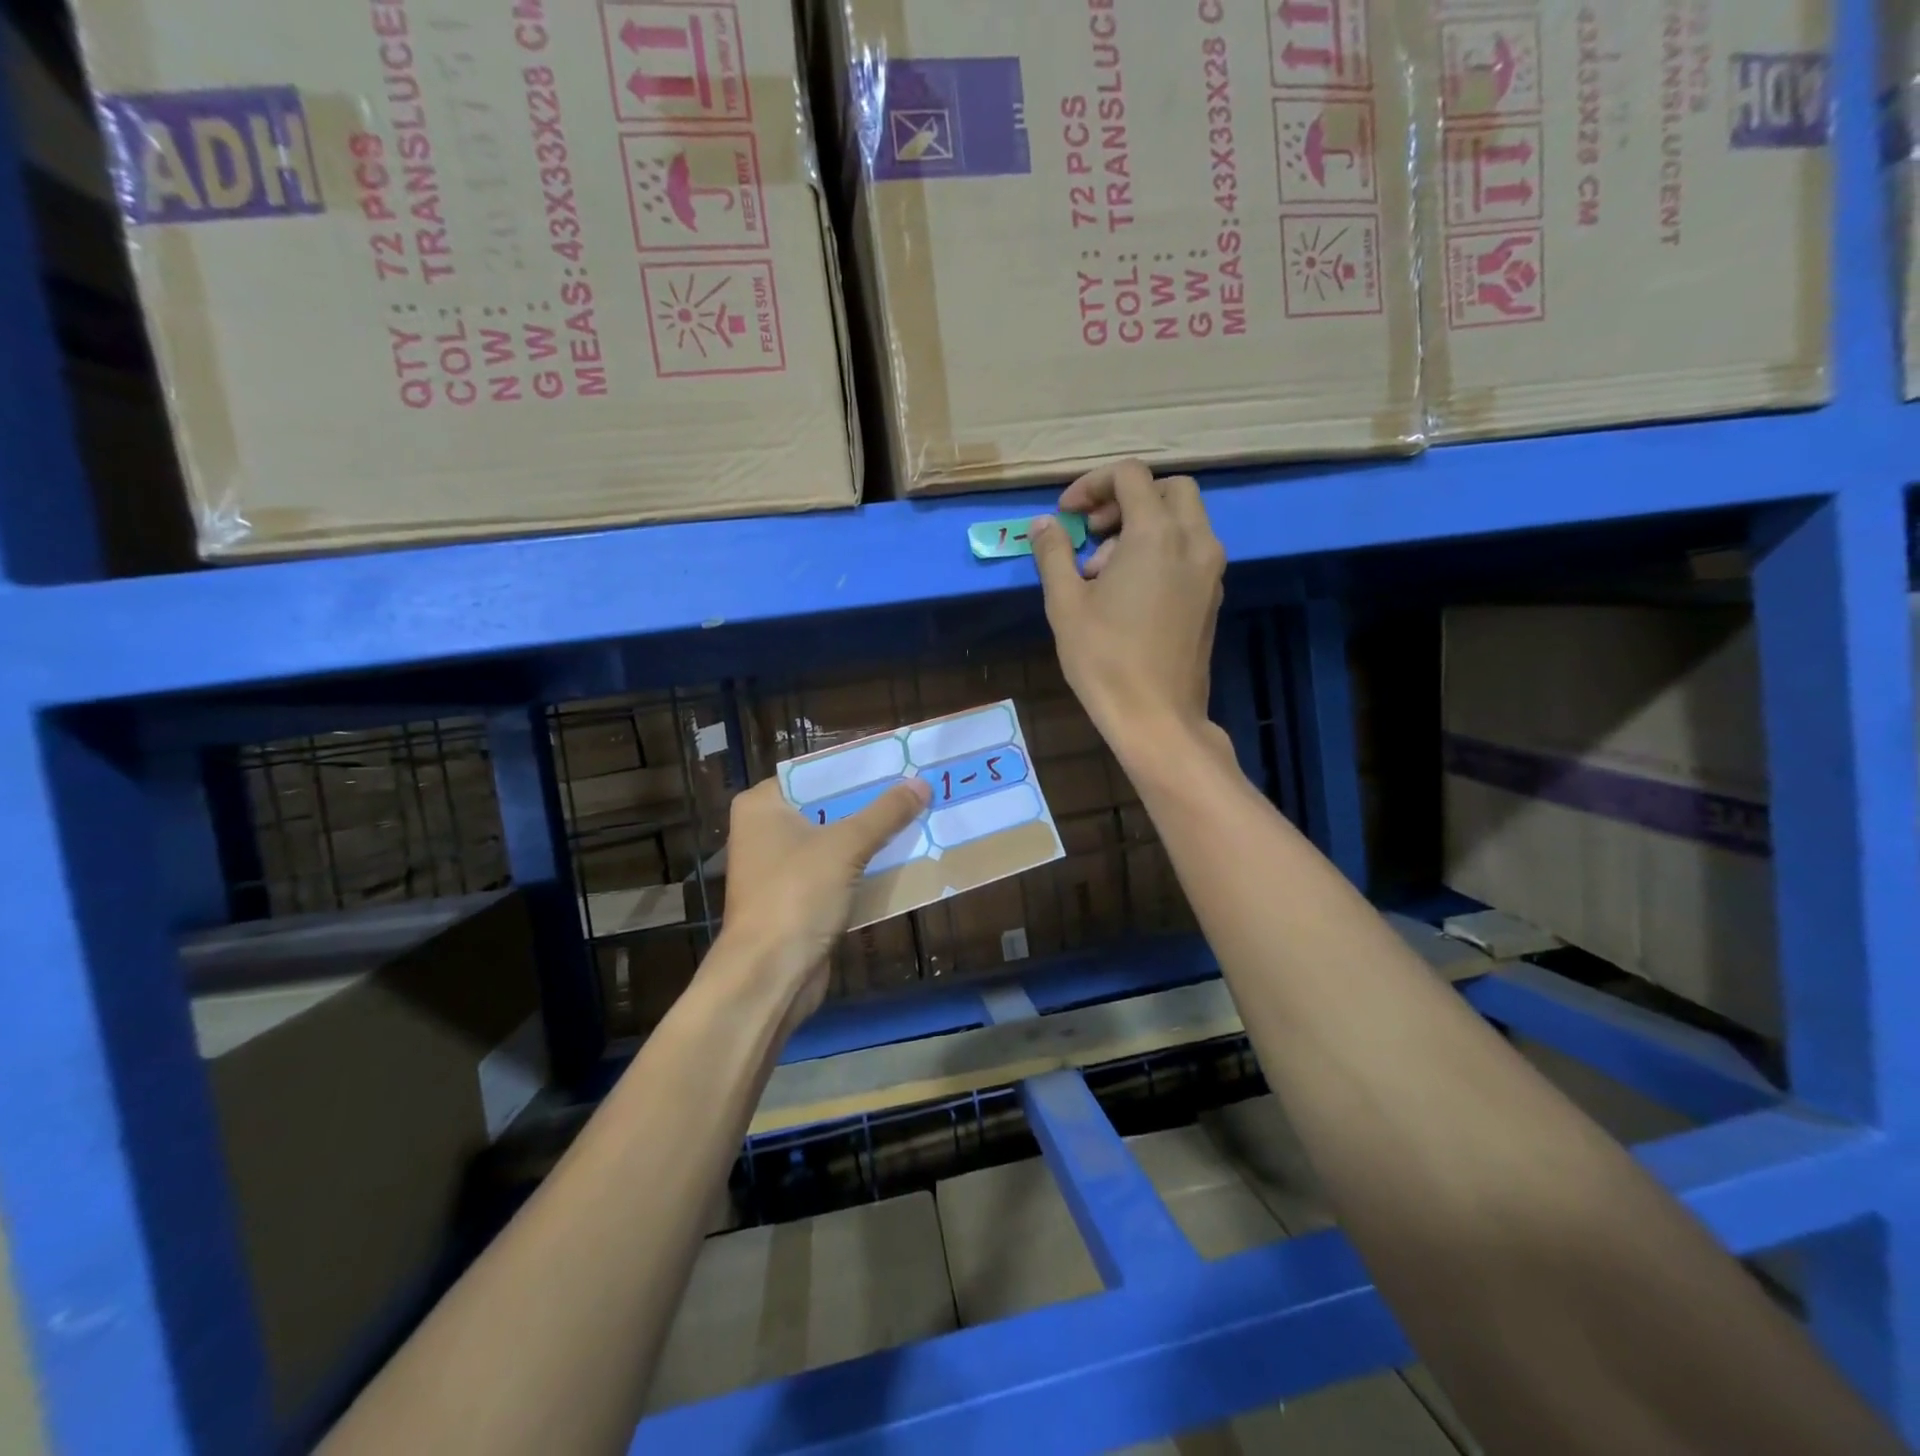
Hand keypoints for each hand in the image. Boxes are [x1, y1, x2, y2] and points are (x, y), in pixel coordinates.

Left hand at [711, 775, 930, 1027]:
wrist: (769, 976)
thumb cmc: (796, 896)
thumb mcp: (846, 846)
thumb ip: (885, 813)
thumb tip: (921, 783)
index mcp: (763, 806)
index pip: (814, 773)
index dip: (855, 768)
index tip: (896, 762)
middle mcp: (766, 831)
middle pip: (828, 806)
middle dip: (871, 803)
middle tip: (916, 787)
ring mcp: (781, 868)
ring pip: (836, 841)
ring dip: (873, 836)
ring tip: (919, 816)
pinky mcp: (798, 899)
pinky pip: (838, 872)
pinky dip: (866, 867)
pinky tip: (904, 857)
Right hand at [1030, 459, 1226, 764]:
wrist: (1156, 716)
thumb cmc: (1104, 659)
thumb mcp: (1065, 603)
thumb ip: (1054, 553)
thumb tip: (1044, 524)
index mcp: (1157, 534)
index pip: (1130, 476)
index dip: (1092, 485)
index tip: (1066, 515)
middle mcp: (1194, 541)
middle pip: (1168, 489)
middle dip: (1126, 499)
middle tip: (1092, 533)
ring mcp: (1210, 570)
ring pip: (1184, 519)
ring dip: (1143, 526)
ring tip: (1103, 571)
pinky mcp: (1212, 596)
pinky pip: (1190, 550)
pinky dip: (1161, 550)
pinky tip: (1129, 591)